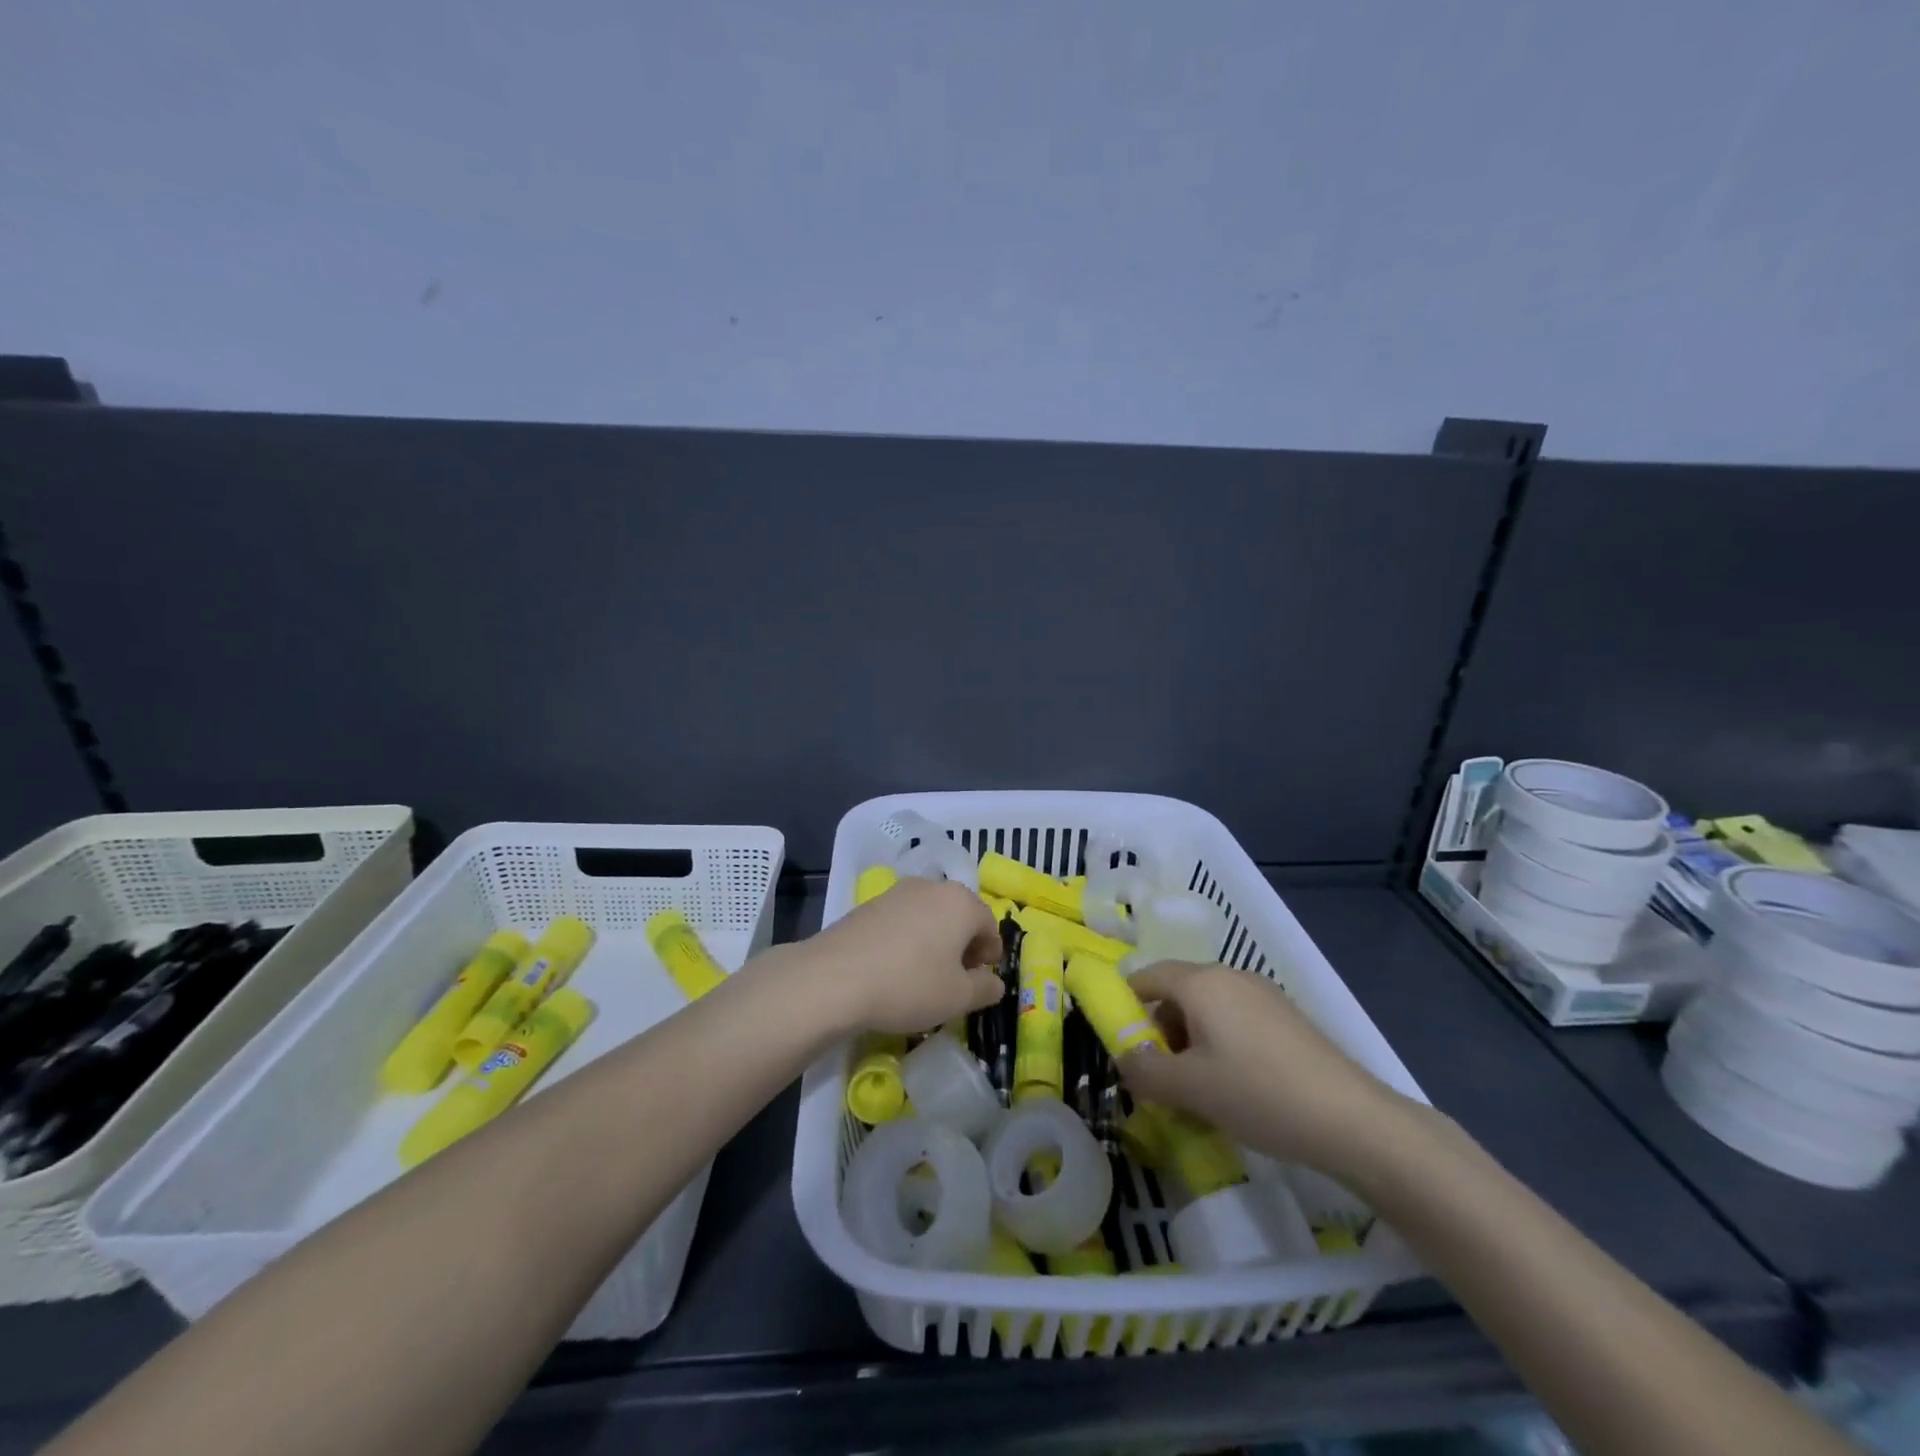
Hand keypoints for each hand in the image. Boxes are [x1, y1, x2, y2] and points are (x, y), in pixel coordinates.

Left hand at [798, 878, 1005, 1033]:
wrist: (834, 977)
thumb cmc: (909, 984)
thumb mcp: (958, 998)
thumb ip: (985, 988)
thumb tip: (994, 982)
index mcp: (961, 902)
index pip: (989, 925)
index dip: (989, 954)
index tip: (979, 981)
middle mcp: (931, 887)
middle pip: (958, 915)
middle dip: (962, 945)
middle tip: (954, 979)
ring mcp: (896, 892)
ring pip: (928, 916)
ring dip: (933, 941)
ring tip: (922, 975)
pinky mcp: (868, 904)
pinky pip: (900, 921)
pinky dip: (906, 940)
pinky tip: (893, 968)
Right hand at [1119, 961, 1415, 1178]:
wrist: (1352, 1120)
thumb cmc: (1258, 1093)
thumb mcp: (1189, 1088)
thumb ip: (1144, 1071)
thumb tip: (1125, 1059)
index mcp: (1201, 982)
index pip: (1146, 976)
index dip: (1125, 1005)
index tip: (1121, 1044)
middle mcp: (1230, 976)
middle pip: (1177, 992)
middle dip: (1160, 1030)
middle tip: (1159, 1076)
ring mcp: (1263, 995)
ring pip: (1208, 1009)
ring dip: (1190, 1041)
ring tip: (1196, 1088)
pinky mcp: (1287, 1019)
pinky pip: (1236, 1021)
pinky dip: (1220, 1044)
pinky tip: (1234, 1087)